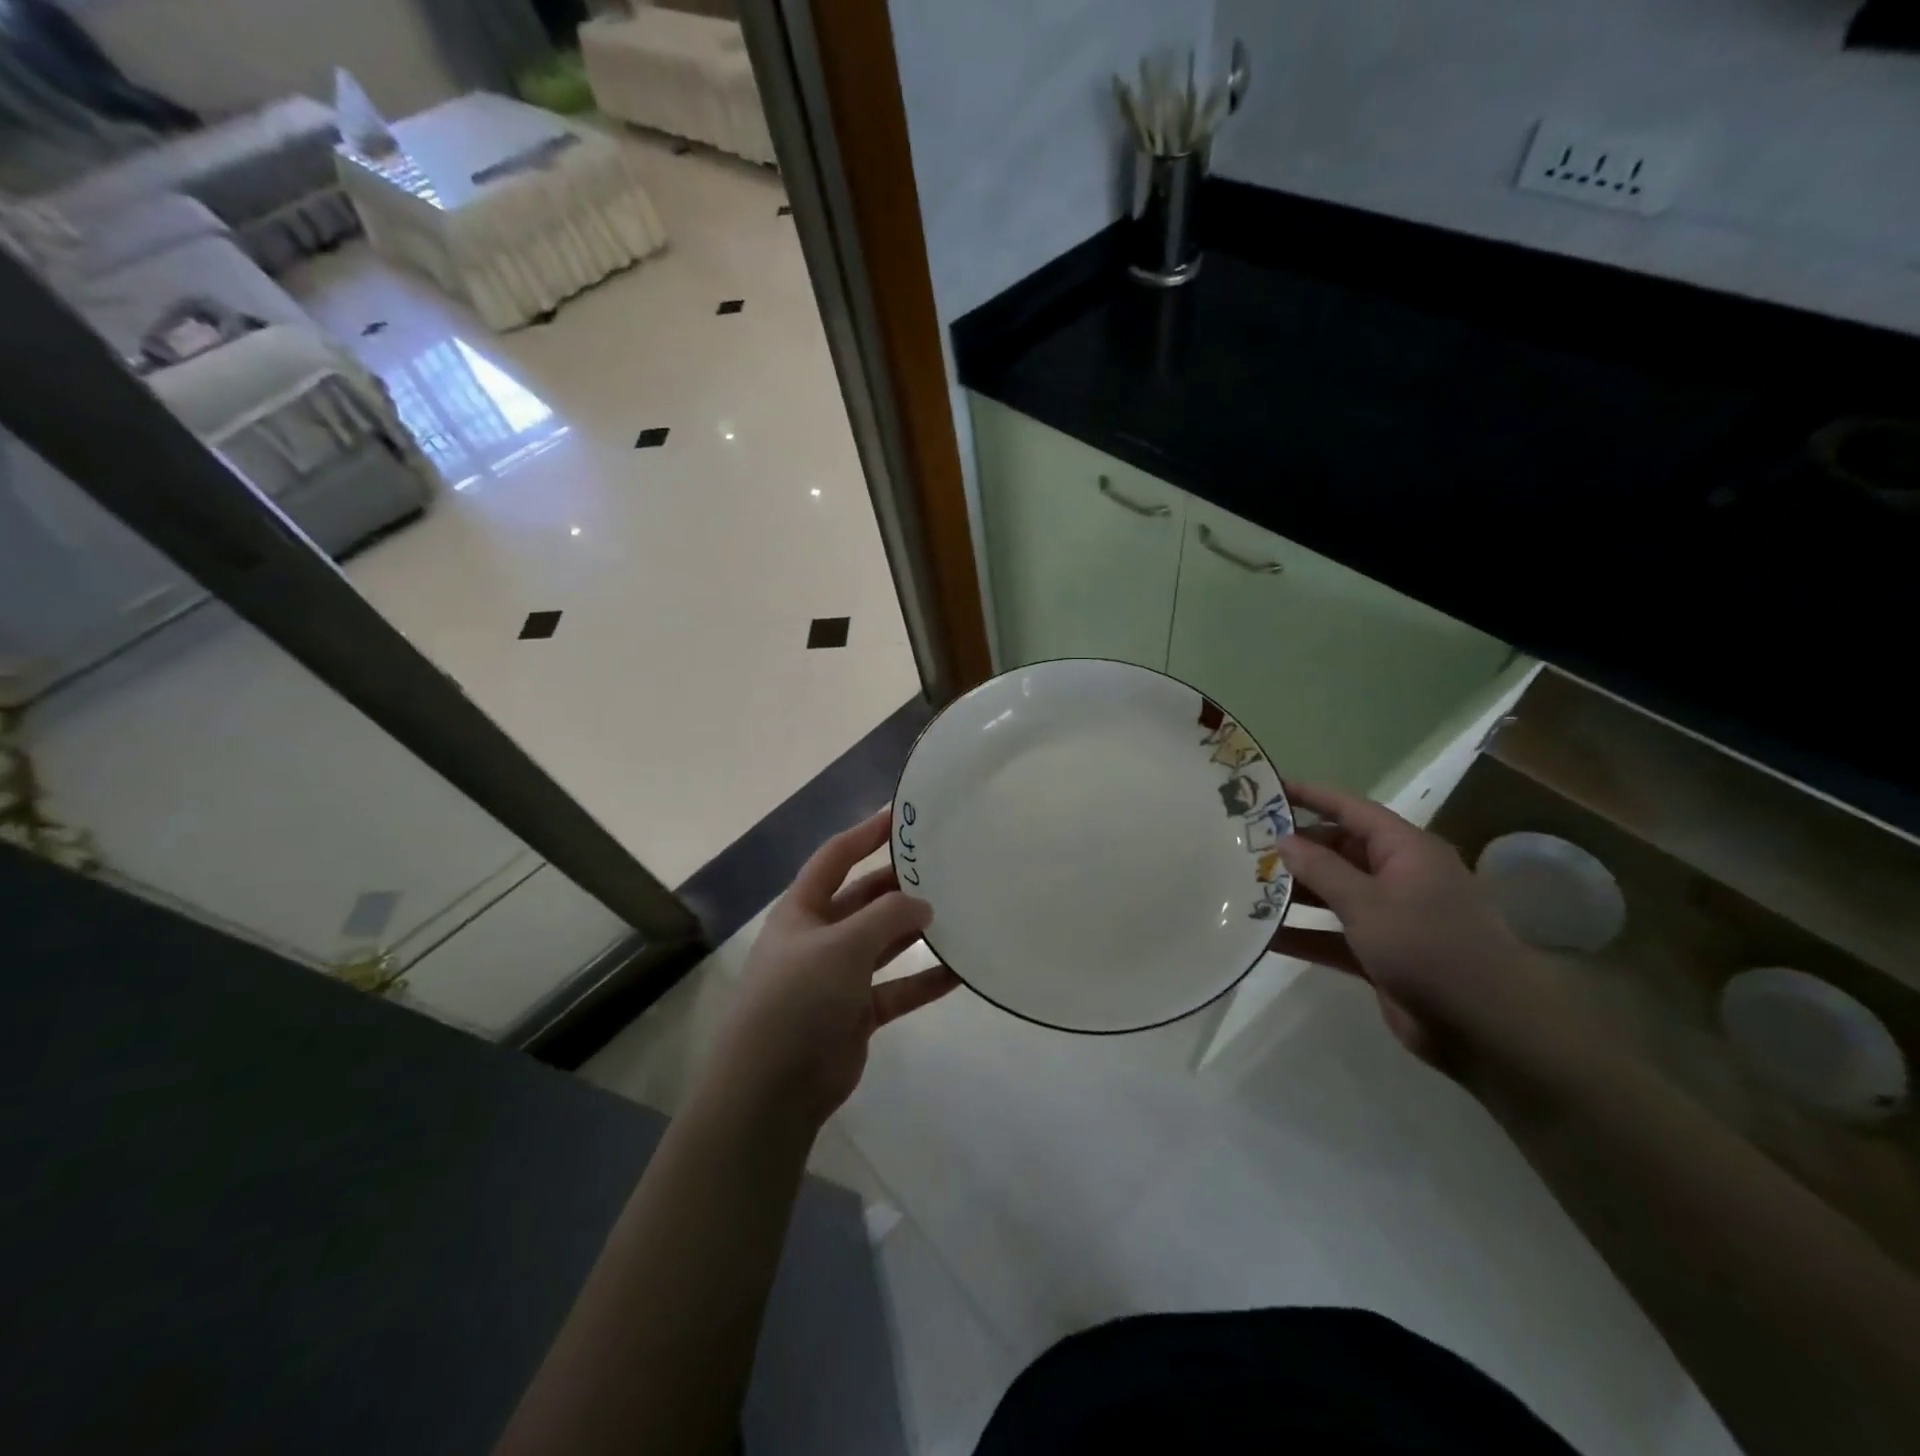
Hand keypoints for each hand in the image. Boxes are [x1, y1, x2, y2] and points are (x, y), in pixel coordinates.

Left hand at [708, 809, 958, 1128]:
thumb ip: (886, 917)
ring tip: (960, 912)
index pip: (835, 857)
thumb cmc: (798, 998)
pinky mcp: (857, 1012)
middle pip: (864, 899)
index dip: (866, 833)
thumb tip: (924, 904)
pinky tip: (960, 971)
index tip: (902, 816)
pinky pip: (897, 988)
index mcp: (802, 910)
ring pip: (884, 943)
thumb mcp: (841, 945)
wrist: (771, 1088)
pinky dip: (924, 980)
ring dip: (915, 931)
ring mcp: (838, 976)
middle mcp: (819, 937)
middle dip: (899, 885)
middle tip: (944, 868)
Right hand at [1270, 781, 1579, 1081]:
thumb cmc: (1430, 948)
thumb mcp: (1369, 903)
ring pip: (1331, 893)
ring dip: (1293, 892)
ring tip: (1242, 886)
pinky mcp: (1380, 953)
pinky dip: (1302, 934)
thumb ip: (1322, 870)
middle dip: (1293, 849)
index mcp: (1405, 850)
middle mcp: (1398, 876)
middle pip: (1337, 850)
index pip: (1350, 809)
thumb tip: (1283, 839)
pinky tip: (1261, 936)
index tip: (1267, 788)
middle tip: (1241, 846)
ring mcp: (1389, 916)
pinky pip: (1331, 935)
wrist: (1486, 1029)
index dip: (1310, 796)